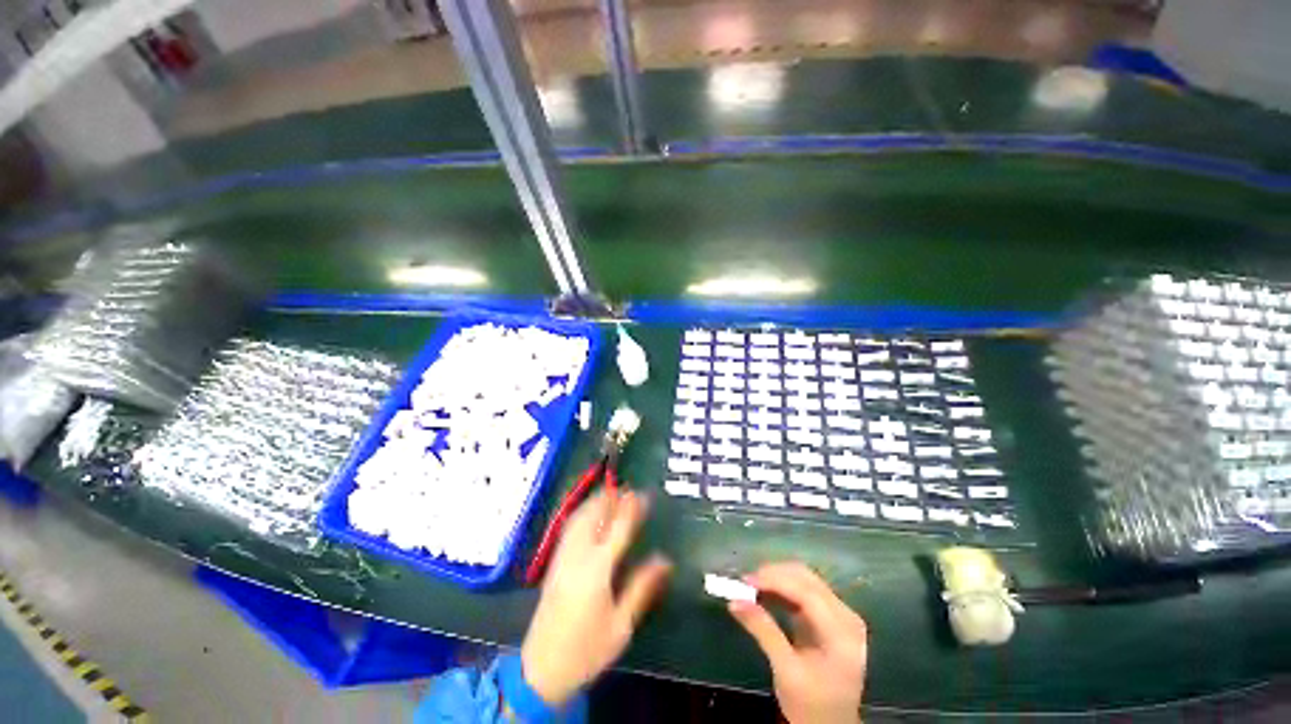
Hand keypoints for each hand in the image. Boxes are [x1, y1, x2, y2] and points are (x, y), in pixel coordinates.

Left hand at [521, 491, 671, 705]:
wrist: (541, 669)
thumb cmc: (586, 650)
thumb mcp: (621, 625)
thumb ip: (641, 588)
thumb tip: (665, 560)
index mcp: (597, 570)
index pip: (618, 528)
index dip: (633, 508)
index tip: (646, 494)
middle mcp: (577, 556)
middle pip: (594, 515)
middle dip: (612, 497)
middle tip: (630, 489)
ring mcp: (562, 557)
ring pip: (579, 517)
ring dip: (596, 501)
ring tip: (612, 492)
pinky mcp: (553, 562)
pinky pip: (569, 527)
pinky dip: (582, 512)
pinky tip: (589, 511)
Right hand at [729, 562, 867, 723]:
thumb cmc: (811, 705)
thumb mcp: (786, 671)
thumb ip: (763, 631)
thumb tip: (734, 601)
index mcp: (842, 634)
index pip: (808, 593)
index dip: (776, 580)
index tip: (747, 580)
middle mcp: (847, 617)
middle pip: (808, 580)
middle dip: (775, 575)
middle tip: (746, 582)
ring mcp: (841, 615)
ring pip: (805, 580)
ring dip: (777, 578)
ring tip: (751, 586)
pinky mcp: (830, 616)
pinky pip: (805, 590)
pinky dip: (783, 588)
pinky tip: (765, 593)